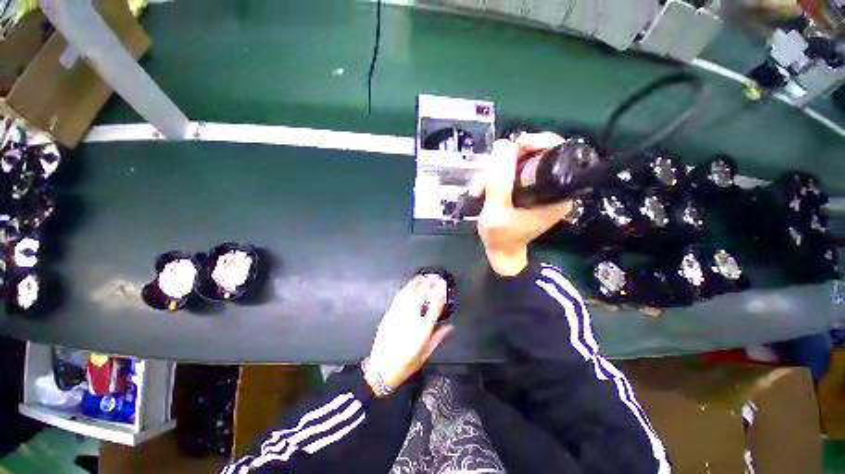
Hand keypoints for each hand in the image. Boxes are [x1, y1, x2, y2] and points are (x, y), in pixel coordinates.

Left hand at [366, 276, 453, 392]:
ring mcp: (397, 316)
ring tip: (421, 278)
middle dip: (427, 284)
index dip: (440, 293)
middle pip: (420, 295)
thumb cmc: (407, 363)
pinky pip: (397, 300)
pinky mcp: (387, 316)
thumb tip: (450, 327)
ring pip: (406, 294)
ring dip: (414, 284)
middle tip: (433, 277)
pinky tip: (408, 289)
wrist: (382, 367)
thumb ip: (438, 337)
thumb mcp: (427, 353)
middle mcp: (410, 319)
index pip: (435, 306)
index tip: (443, 284)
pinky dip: (404, 292)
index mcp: (423, 329)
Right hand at [475, 133, 575, 275]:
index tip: (518, 145)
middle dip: (509, 158)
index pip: (558, 152)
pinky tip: (484, 187)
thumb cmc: (502, 238)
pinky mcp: (531, 186)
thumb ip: (499, 179)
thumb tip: (504, 145)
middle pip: (537, 151)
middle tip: (490, 172)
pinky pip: (515, 167)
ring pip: (521, 158)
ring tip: (481, 188)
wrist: (501, 253)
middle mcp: (555, 186)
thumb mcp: (496, 210)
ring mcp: (542, 185)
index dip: (538, 141)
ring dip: (497, 168)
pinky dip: (498, 173)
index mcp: (558, 193)